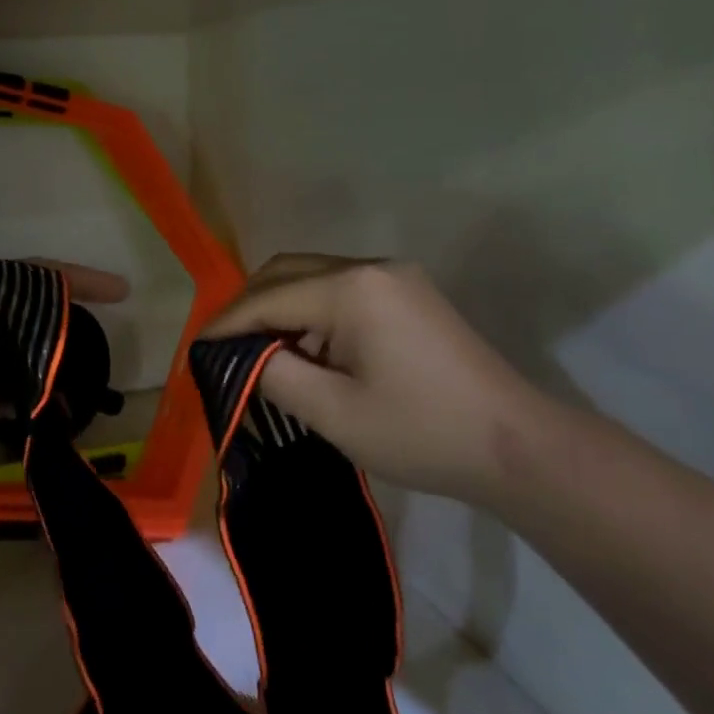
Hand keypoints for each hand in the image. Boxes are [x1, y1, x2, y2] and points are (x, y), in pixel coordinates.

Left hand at [0, 261, 129, 499]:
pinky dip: (41, 394)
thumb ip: (8, 293)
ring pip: (24, 356)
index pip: (26, 276)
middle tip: (105, 328)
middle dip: (65, 319)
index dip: (73, 277)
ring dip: (54, 359)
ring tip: (93, 365)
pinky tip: (67, 400)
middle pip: (26, 315)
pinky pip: (17, 395)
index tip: (119, 290)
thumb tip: (40, 301)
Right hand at [200, 255, 550, 503]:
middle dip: (249, 308)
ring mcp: (394, 277)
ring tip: (261, 355)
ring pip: (313, 278)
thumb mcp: (332, 412)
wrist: (518, 446)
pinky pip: (340, 291)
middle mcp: (370, 267)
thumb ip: (273, 373)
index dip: (226, 324)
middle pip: (286, 272)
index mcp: (351, 289)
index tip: (195, 350)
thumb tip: (238, 354)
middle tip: (224, 350)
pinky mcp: (408, 294)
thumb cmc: (420, 432)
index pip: (268, 298)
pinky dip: (311, 314)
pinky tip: (308, 351)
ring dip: (280, 310)